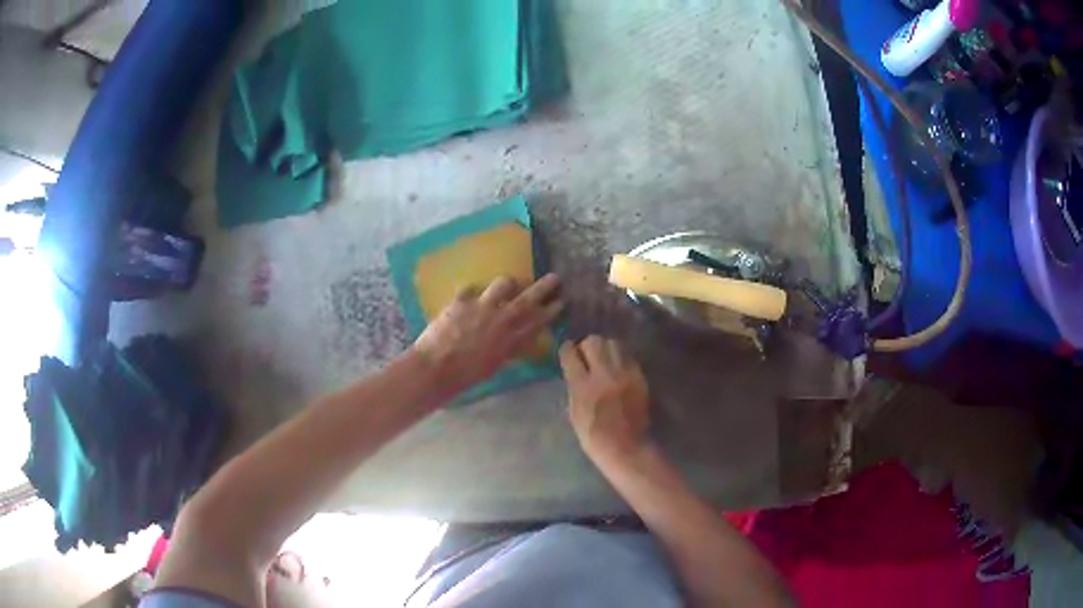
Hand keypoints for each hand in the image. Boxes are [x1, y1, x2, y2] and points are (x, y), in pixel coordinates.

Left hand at [414, 274, 562, 395]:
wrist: (437, 368)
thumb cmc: (465, 376)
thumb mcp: (493, 366)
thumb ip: (507, 351)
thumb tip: (517, 343)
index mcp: (510, 340)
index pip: (537, 322)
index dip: (550, 311)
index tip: (561, 301)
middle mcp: (500, 320)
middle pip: (527, 299)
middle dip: (543, 288)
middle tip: (554, 277)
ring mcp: (481, 307)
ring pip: (503, 284)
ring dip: (508, 283)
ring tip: (509, 283)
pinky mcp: (461, 301)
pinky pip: (469, 289)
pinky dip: (470, 291)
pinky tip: (469, 293)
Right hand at [560, 336, 651, 461]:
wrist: (626, 447)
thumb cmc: (594, 436)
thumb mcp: (574, 412)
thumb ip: (573, 387)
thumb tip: (573, 369)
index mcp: (583, 386)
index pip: (570, 354)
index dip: (567, 350)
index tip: (568, 352)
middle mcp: (604, 375)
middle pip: (594, 342)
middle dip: (587, 346)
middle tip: (587, 356)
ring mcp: (624, 374)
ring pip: (613, 344)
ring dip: (605, 349)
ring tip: (604, 360)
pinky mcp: (639, 377)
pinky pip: (628, 356)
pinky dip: (620, 358)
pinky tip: (618, 369)